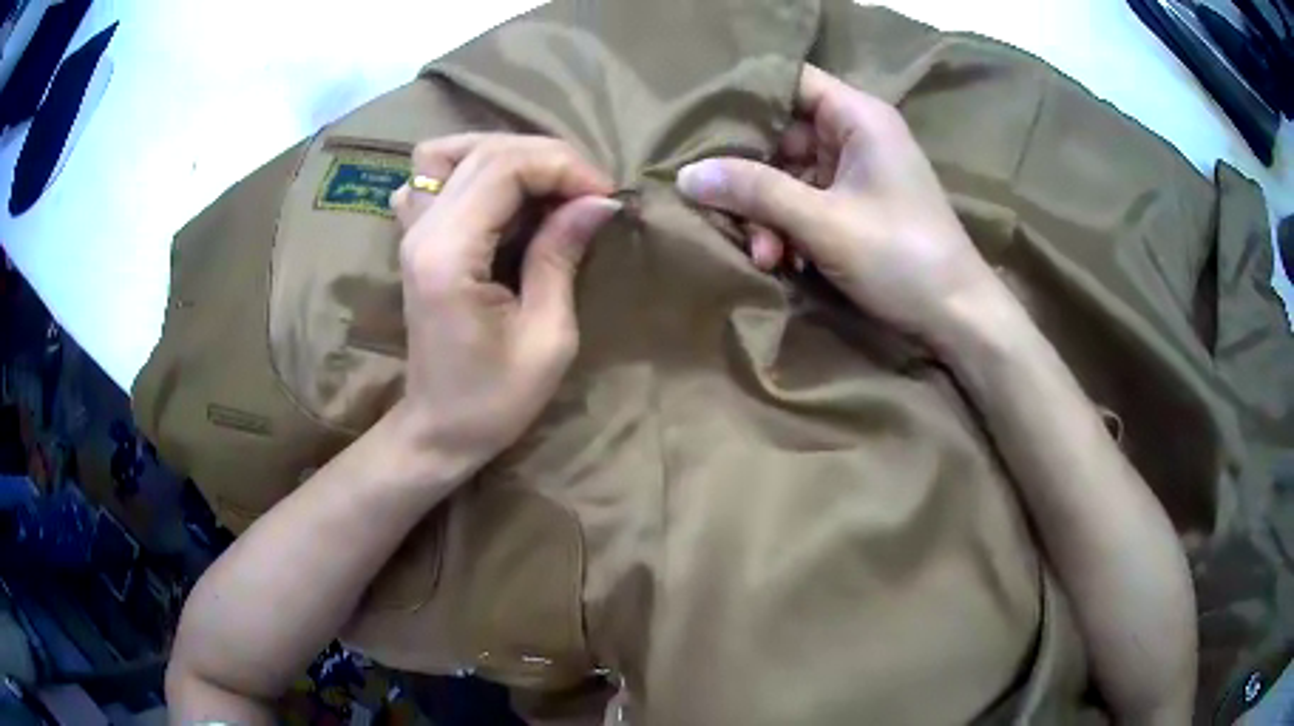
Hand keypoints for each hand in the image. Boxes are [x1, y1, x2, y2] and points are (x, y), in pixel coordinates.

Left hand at [387, 134, 619, 474]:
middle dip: (546, 157)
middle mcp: (421, 229)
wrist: (438, 429)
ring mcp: (410, 230)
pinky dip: (468, 169)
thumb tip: (598, 201)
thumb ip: (562, 256)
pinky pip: (430, 177)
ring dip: (504, 153)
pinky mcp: (413, 238)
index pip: (504, 167)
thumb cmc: (494, 399)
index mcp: (448, 254)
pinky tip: (497, 195)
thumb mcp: (547, 337)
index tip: (606, 197)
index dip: (563, 167)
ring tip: (544, 180)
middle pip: (483, 151)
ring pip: (449, 151)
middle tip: (588, 191)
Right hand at [676, 64, 1010, 349]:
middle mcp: (857, 134)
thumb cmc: (900, 256)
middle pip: (783, 133)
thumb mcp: (823, 222)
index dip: (747, 97)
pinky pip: (808, 203)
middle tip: (726, 212)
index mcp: (858, 117)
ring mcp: (858, 172)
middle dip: (753, 177)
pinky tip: (784, 261)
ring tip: (765, 255)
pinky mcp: (858, 206)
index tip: (703, 125)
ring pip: (791, 175)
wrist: (958, 317)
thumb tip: (687, 175)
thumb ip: (755, 191)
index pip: (791, 81)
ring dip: (769, 213)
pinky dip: (790, 228)